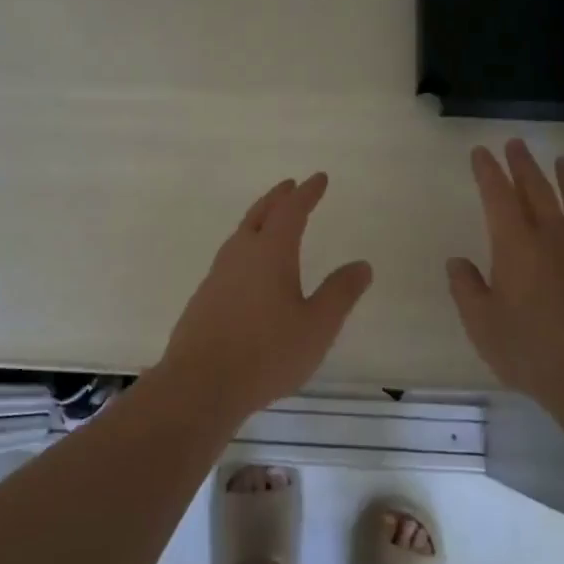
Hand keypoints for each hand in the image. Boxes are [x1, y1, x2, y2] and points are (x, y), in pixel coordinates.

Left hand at [158, 173, 372, 419]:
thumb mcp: (317, 326)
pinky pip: (230, 257)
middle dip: (278, 198)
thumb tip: (362, 265)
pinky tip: (248, 268)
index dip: (307, 193)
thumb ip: (340, 293)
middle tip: (291, 186)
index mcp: (270, 252)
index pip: (291, 211)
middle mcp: (241, 254)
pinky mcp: (205, 297)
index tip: (319, 178)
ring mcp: (218, 274)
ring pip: (240, 234)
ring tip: (270, 221)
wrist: (200, 384)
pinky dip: (245, 246)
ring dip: (259, 219)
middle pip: (260, 214)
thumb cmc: (267, 353)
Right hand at [447, 141, 563, 409]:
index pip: (498, 195)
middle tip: (515, 143)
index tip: (481, 152)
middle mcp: (553, 235)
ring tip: (562, 160)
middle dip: (523, 164)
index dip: (487, 171)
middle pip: (537, 188)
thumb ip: (467, 289)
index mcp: (516, 245)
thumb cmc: (532, 352)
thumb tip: (458, 262)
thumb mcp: (483, 326)